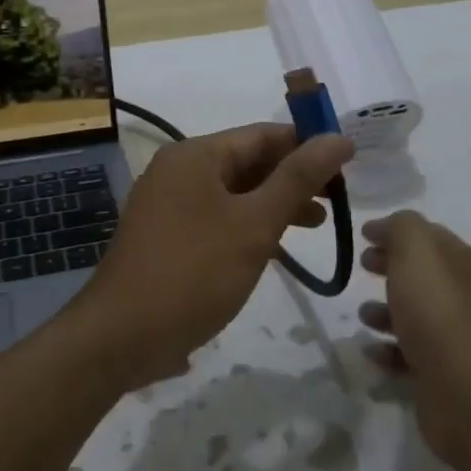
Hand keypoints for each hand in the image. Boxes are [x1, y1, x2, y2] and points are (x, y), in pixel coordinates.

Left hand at [76, 123, 353, 388]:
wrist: (121, 336)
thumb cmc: (193, 272)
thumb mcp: (254, 224)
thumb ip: (298, 179)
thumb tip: (338, 138)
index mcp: (195, 155)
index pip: (263, 134)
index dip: (307, 144)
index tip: (348, 163)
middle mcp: (179, 170)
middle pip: (248, 161)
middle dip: (294, 177)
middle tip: (339, 199)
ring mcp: (170, 204)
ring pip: (235, 192)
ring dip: (275, 203)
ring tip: (319, 223)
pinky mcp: (168, 236)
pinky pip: (218, 217)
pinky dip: (249, 224)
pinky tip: (276, 245)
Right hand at [357, 211, 470, 470]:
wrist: (469, 390)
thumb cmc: (438, 309)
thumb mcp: (416, 249)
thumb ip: (400, 227)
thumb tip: (384, 228)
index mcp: (457, 263)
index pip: (428, 237)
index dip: (397, 232)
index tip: (364, 235)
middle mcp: (458, 297)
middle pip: (421, 275)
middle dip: (391, 267)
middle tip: (362, 265)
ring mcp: (451, 339)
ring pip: (413, 316)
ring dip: (386, 311)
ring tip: (362, 314)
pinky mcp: (439, 377)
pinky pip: (407, 357)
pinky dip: (387, 351)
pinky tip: (370, 351)